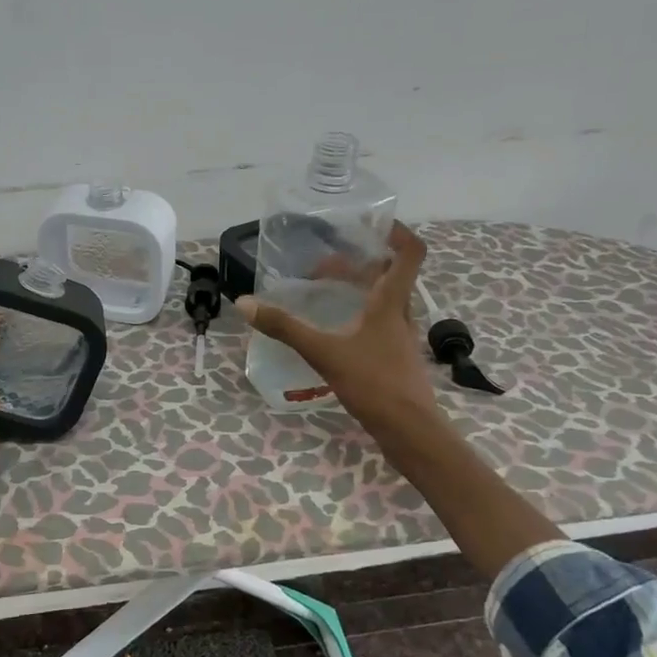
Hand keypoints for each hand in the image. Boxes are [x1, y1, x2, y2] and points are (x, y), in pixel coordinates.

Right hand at [235, 223, 439, 428]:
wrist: (410, 432)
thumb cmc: (374, 383)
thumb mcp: (324, 353)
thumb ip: (286, 328)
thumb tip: (245, 304)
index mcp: (391, 303)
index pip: (410, 254)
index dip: (397, 233)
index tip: (371, 224)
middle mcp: (400, 315)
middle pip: (390, 276)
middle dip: (359, 264)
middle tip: (324, 264)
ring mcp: (399, 339)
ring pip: (383, 302)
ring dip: (358, 290)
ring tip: (324, 291)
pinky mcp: (394, 360)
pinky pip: (377, 325)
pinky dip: (357, 316)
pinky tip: (334, 331)